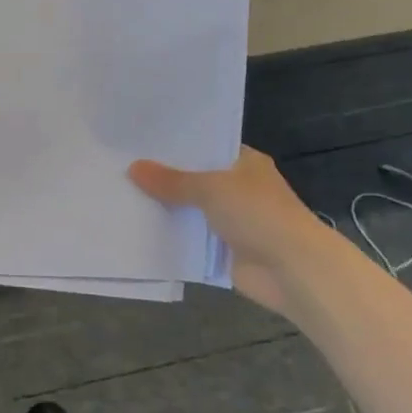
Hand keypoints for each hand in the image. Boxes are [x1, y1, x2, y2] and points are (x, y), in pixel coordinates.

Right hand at [129, 148, 339, 314]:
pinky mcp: (222, 250)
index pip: (205, 147)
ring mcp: (230, 221)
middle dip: (163, 179)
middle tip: (120, 168)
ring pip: (188, 211)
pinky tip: (136, 229)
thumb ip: (171, 181)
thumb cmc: (258, 214)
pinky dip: (170, 237)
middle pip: (193, 180)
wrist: (292, 269)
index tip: (139, 143)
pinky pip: (189, 239)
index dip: (175, 146)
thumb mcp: (211, 188)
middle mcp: (238, 188)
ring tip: (120, 196)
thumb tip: (133, 168)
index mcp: (244, 163)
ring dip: (164, 210)